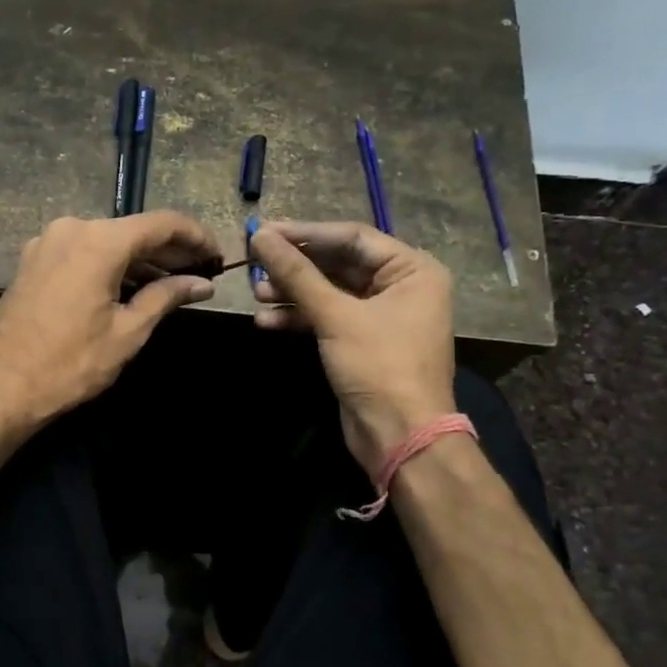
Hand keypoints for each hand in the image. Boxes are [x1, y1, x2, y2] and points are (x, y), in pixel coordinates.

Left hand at [0, 212, 221, 432]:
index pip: (162, 224)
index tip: (218, 256)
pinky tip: (132, 287)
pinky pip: (83, 253)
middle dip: (170, 250)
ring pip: (107, 241)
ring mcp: (46, 243)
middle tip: (201, 272)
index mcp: (98, 241)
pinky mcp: (33, 261)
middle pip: (133, 230)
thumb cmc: (69, 364)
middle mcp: (71, 228)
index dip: (196, 237)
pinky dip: (111, 265)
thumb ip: (166, 297)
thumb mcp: (127, 333)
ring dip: (141, 260)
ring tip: (173, 283)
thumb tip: (201, 283)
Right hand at [249, 221, 457, 479]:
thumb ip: (297, 273)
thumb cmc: (379, 365)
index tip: (263, 231)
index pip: (352, 237)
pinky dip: (299, 318)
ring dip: (292, 293)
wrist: (399, 435)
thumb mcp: (335, 315)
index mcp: (412, 269)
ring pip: (328, 292)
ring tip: (256, 294)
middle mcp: (401, 286)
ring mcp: (381, 316)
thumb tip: (260, 236)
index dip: (305, 233)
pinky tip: (266, 322)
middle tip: (255, 262)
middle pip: (338, 264)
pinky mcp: (362, 341)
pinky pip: (327, 317)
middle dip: (295, 267)